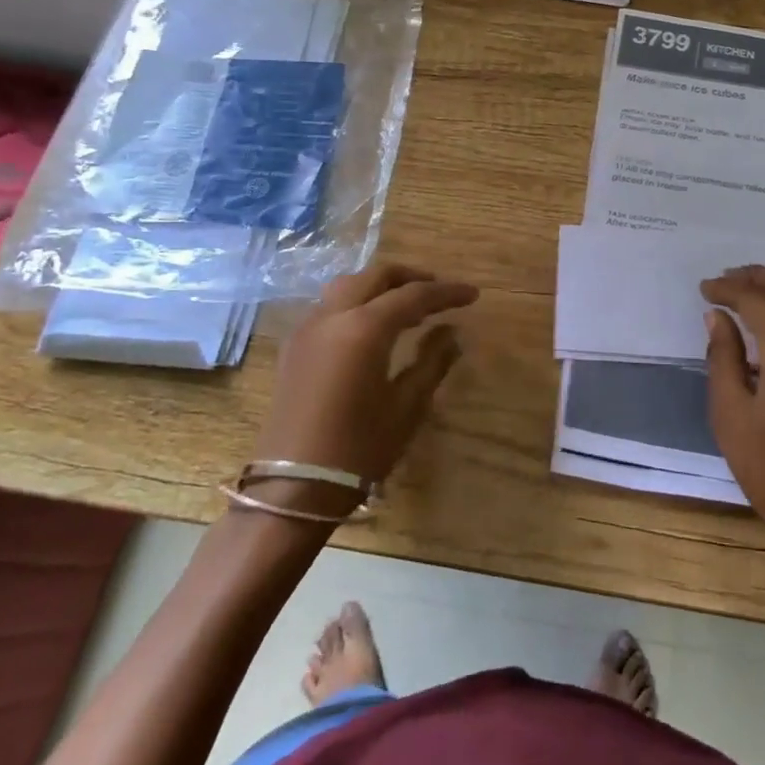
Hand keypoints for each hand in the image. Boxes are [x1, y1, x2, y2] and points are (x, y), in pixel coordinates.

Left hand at [249, 263, 478, 515]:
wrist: (291, 489)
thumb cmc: (357, 450)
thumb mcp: (406, 407)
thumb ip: (432, 361)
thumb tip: (452, 333)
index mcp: (363, 328)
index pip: (413, 295)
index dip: (446, 292)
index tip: (473, 294)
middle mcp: (332, 315)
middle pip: (376, 276)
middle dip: (411, 277)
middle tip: (440, 291)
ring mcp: (308, 328)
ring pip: (349, 285)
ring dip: (381, 286)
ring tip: (408, 307)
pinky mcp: (295, 345)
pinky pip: (330, 305)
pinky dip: (358, 301)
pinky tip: (373, 326)